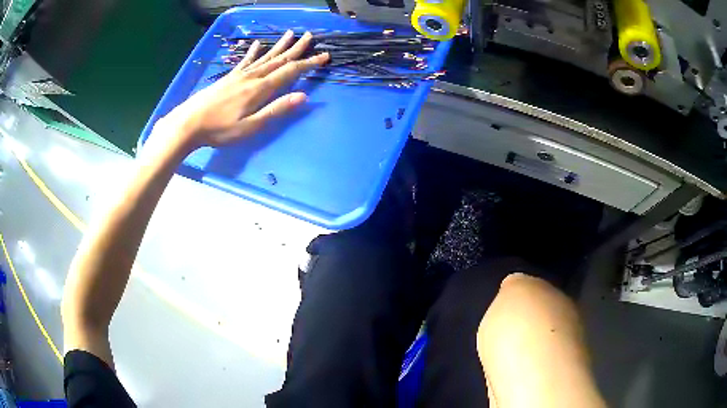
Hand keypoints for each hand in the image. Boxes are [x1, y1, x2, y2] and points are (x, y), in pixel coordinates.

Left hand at [150, 30, 328, 153]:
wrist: (189, 123)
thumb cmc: (220, 129)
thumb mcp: (250, 126)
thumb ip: (276, 110)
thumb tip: (302, 97)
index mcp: (260, 89)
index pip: (289, 72)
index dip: (308, 63)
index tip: (324, 56)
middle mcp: (252, 77)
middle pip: (279, 59)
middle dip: (296, 49)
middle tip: (310, 36)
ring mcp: (239, 75)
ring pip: (265, 57)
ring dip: (279, 46)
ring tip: (290, 34)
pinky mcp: (229, 77)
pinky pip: (245, 61)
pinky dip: (253, 51)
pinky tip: (257, 44)